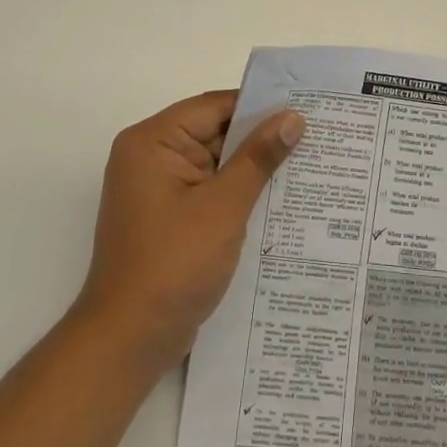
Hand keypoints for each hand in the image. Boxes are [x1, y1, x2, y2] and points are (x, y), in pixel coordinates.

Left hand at [74, 90, 303, 374]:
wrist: (129, 339)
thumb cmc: (174, 264)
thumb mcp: (223, 206)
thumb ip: (258, 158)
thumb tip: (293, 118)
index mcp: (152, 141)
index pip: (214, 107)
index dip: (260, 106)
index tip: (306, 109)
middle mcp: (151, 157)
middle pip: (214, 133)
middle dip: (261, 138)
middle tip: (316, 136)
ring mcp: (158, 190)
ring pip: (216, 164)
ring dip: (253, 169)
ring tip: (309, 164)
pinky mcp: (169, 218)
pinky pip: (210, 192)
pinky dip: (239, 194)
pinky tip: (280, 200)